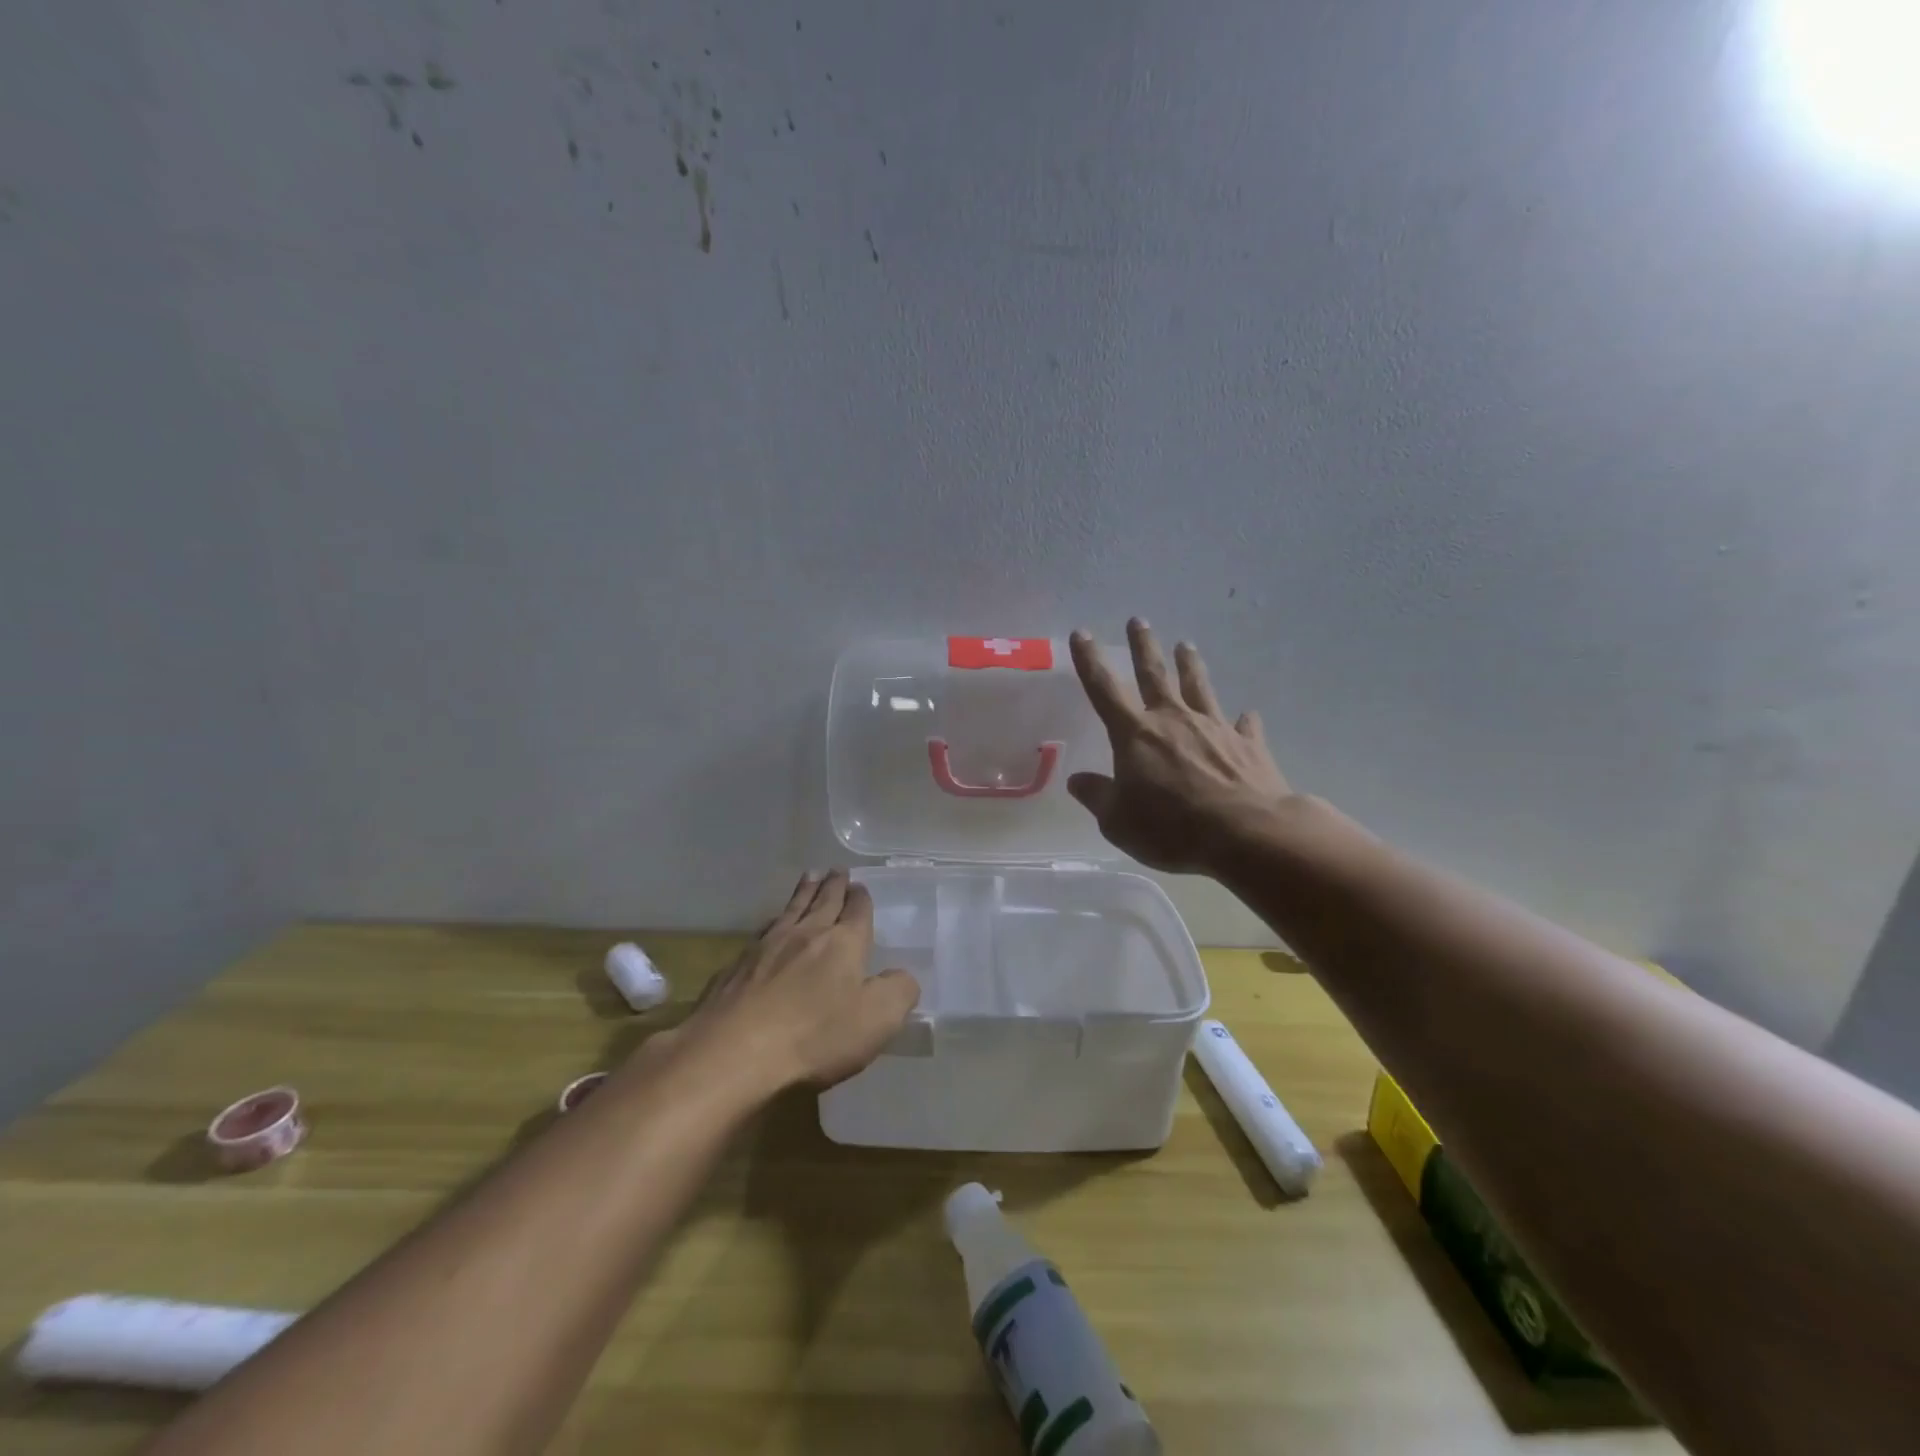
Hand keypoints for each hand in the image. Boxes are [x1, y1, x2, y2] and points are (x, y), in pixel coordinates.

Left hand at [673, 870, 919, 1091]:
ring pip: (791, 910)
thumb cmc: (815, 1036)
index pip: (857, 911)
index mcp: (843, 943)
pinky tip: (771, 925)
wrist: (733, 1052)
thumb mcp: (877, 1020)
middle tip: (836, 870)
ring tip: (809, 878)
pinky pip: (763, 932)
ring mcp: (766, 947)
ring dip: (803, 893)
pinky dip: (774, 921)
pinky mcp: (736, 966)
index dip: (861, 898)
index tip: (860, 886)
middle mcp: (806, 934)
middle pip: (823, 901)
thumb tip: (902, 976)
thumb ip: (898, 992)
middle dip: (833, 885)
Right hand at [1067, 619, 1293, 873]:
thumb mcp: (1118, 821)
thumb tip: (1076, 780)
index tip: (1082, 633)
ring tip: (1186, 645)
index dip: (1090, 661)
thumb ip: (1098, 796)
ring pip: (1199, 688)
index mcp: (1135, 734)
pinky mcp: (1248, 746)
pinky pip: (1243, 726)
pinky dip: (1244, 720)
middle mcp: (1173, 720)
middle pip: (1154, 675)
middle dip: (1143, 647)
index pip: (1104, 689)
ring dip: (1190, 665)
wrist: (1247, 834)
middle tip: (1138, 621)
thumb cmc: (1171, 828)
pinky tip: (1248, 714)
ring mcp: (1214, 729)